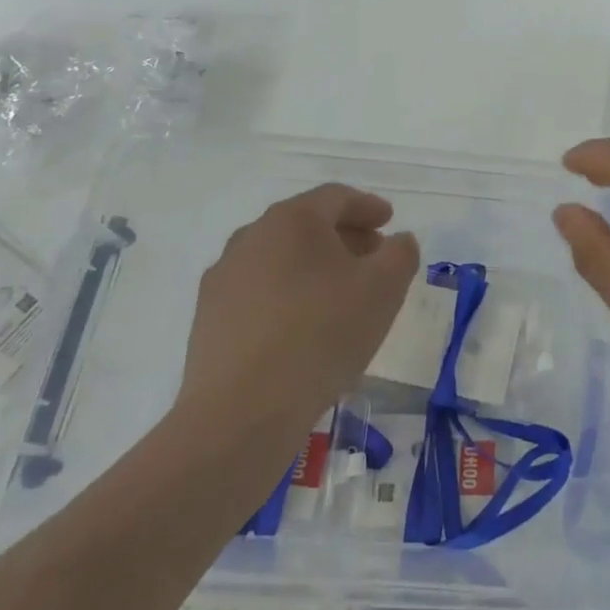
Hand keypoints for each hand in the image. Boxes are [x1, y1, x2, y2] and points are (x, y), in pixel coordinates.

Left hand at [172, 183, 418, 446]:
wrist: (240, 412)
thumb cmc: (322, 334)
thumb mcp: (384, 289)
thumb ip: (400, 254)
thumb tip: (398, 241)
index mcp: (293, 219)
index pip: (336, 197)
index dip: (368, 206)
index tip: (389, 221)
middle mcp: (252, 236)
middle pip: (306, 224)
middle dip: (343, 236)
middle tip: (371, 257)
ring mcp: (224, 277)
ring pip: (280, 258)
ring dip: (313, 266)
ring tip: (339, 295)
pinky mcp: (208, 318)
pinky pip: (258, 292)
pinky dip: (287, 295)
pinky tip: (303, 327)